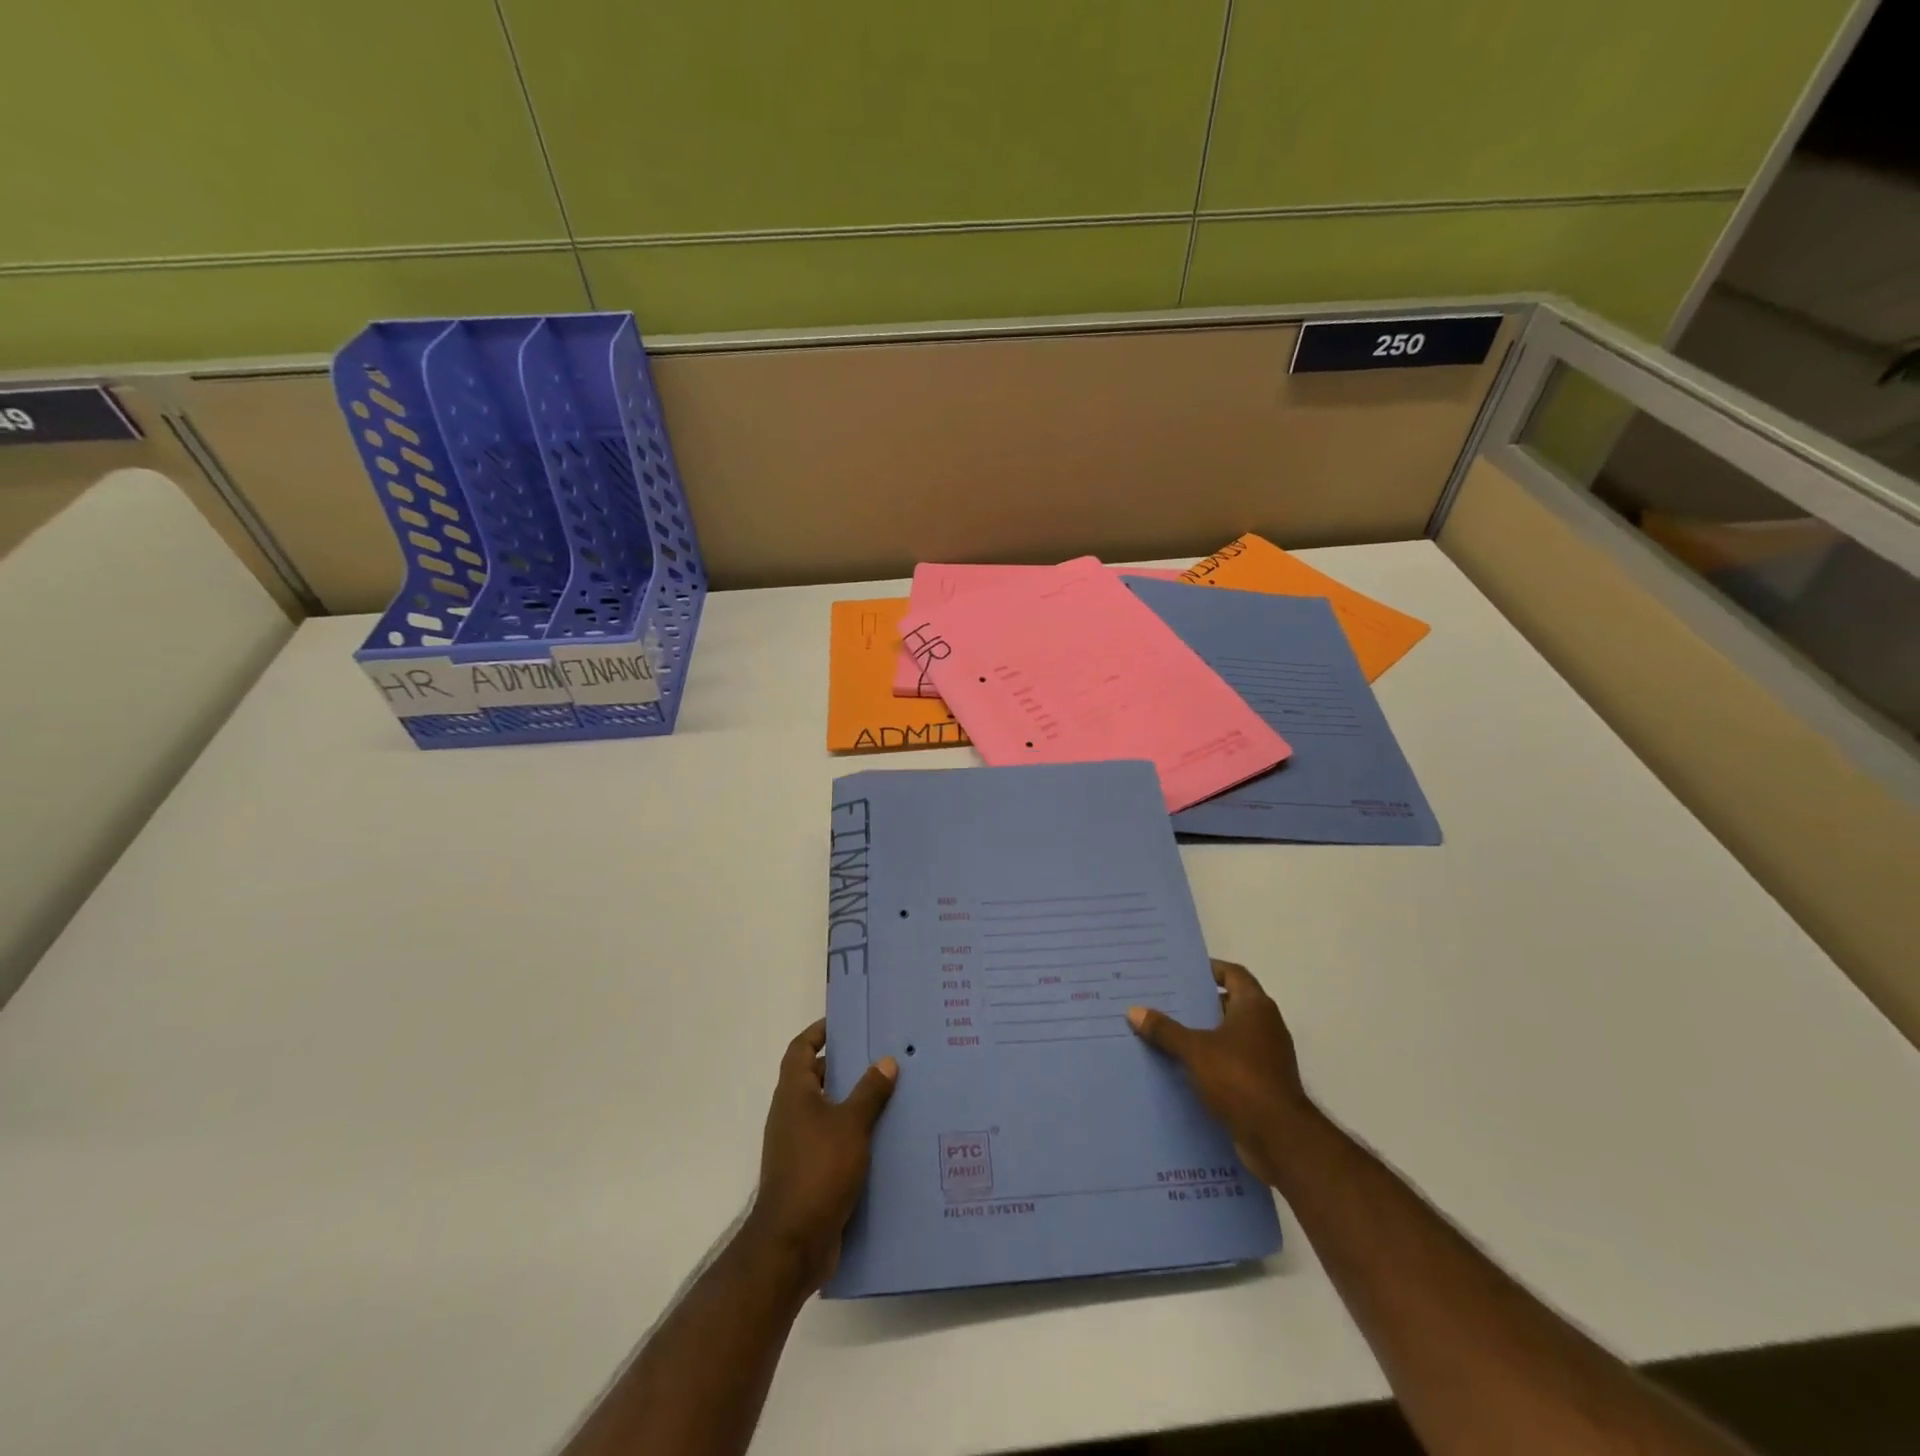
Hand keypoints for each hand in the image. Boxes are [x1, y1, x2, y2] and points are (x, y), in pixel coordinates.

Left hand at [744, 1019, 896, 1294]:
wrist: (792, 1245)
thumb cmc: (818, 1171)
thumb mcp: (851, 1125)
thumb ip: (870, 1092)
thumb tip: (886, 1061)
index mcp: (794, 1094)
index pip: (801, 1049)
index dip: (819, 1032)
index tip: (845, 1023)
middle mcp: (791, 1114)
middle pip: (817, 1078)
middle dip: (846, 1066)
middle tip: (882, 1056)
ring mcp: (798, 1146)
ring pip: (828, 1112)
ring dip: (853, 1102)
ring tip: (892, 1094)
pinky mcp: (809, 1173)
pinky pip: (833, 1141)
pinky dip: (854, 1134)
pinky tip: (884, 1139)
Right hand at [1128, 960, 1313, 1187]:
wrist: (1279, 1137)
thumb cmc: (1239, 1078)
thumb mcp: (1195, 1050)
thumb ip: (1165, 1030)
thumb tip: (1134, 1010)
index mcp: (1255, 1007)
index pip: (1233, 973)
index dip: (1210, 969)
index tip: (1183, 971)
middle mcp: (1266, 1025)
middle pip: (1230, 1003)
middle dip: (1200, 1003)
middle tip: (1166, 1001)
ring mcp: (1267, 1056)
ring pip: (1230, 1035)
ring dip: (1204, 1033)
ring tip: (1168, 1033)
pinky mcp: (1264, 1083)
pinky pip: (1232, 1061)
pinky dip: (1212, 1060)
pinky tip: (1184, 1067)